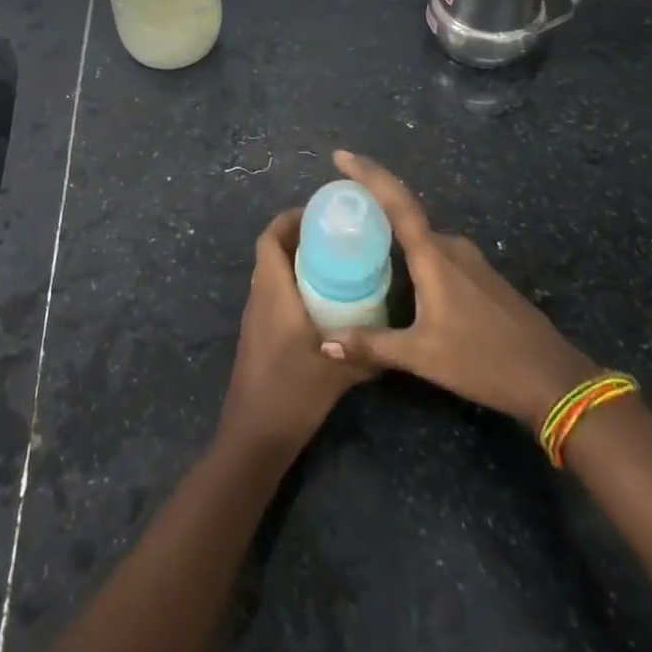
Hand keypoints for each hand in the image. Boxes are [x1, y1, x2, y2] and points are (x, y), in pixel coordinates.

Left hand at [217, 209, 371, 460]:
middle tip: (337, 238)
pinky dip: (294, 286)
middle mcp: (260, 297)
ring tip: (335, 264)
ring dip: (296, 262)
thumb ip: (367, 352)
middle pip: (271, 252)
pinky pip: (274, 294)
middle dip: (300, 238)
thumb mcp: (337, 371)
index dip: (289, 219)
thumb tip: (397, 338)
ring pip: (272, 274)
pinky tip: (323, 304)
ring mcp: (256, 317)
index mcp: (273, 292)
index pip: (269, 238)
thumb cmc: (291, 393)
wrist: (254, 437)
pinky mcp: (259, 336)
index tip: (319, 214)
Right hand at [328, 151, 597, 429]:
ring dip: (393, 233)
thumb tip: (325, 342)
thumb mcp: (422, 357)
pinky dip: (413, 252)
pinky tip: (401, 274)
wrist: (553, 379)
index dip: (368, 174)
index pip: (395, 201)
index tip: (341, 155)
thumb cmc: (484, 361)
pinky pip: (437, 253)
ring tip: (362, 242)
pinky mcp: (481, 277)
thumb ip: (372, 345)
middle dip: (373, 205)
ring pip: (422, 236)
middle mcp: (451, 246)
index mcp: (434, 255)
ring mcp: (470, 260)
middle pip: (405, 214)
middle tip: (338, 208)